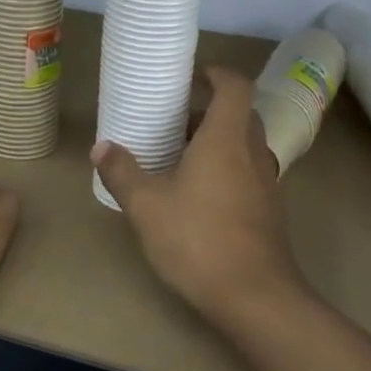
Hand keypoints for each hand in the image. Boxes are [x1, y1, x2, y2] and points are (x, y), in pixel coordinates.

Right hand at [91, 66, 307, 325]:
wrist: (255, 297)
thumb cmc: (198, 239)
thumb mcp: (146, 205)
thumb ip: (122, 172)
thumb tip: (101, 147)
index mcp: (226, 138)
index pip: (235, 86)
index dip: (216, 73)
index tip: (192, 76)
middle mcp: (252, 152)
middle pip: (240, 114)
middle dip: (209, 110)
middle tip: (175, 119)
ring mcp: (266, 182)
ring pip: (244, 145)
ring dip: (217, 141)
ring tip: (180, 156)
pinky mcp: (269, 210)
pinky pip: (248, 172)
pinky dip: (226, 168)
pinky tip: (198, 195)